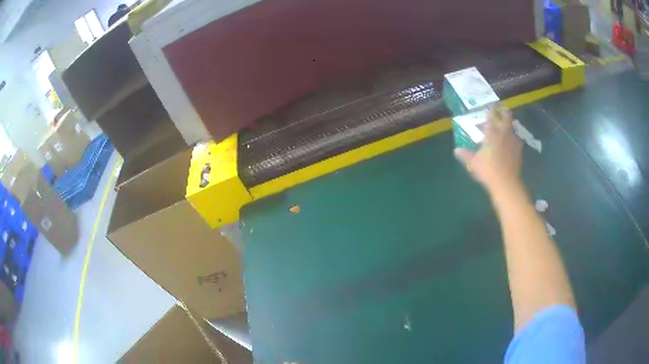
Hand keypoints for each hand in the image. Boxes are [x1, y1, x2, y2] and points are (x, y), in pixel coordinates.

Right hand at [454, 105, 522, 194]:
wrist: (505, 183)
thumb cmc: (487, 170)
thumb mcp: (473, 163)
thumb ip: (465, 155)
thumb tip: (456, 150)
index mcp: (492, 133)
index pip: (492, 116)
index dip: (492, 109)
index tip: (492, 103)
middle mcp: (503, 133)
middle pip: (507, 117)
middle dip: (505, 112)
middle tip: (503, 109)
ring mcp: (513, 142)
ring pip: (513, 128)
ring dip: (510, 125)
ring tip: (508, 126)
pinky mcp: (519, 151)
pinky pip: (518, 140)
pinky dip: (515, 139)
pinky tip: (513, 142)